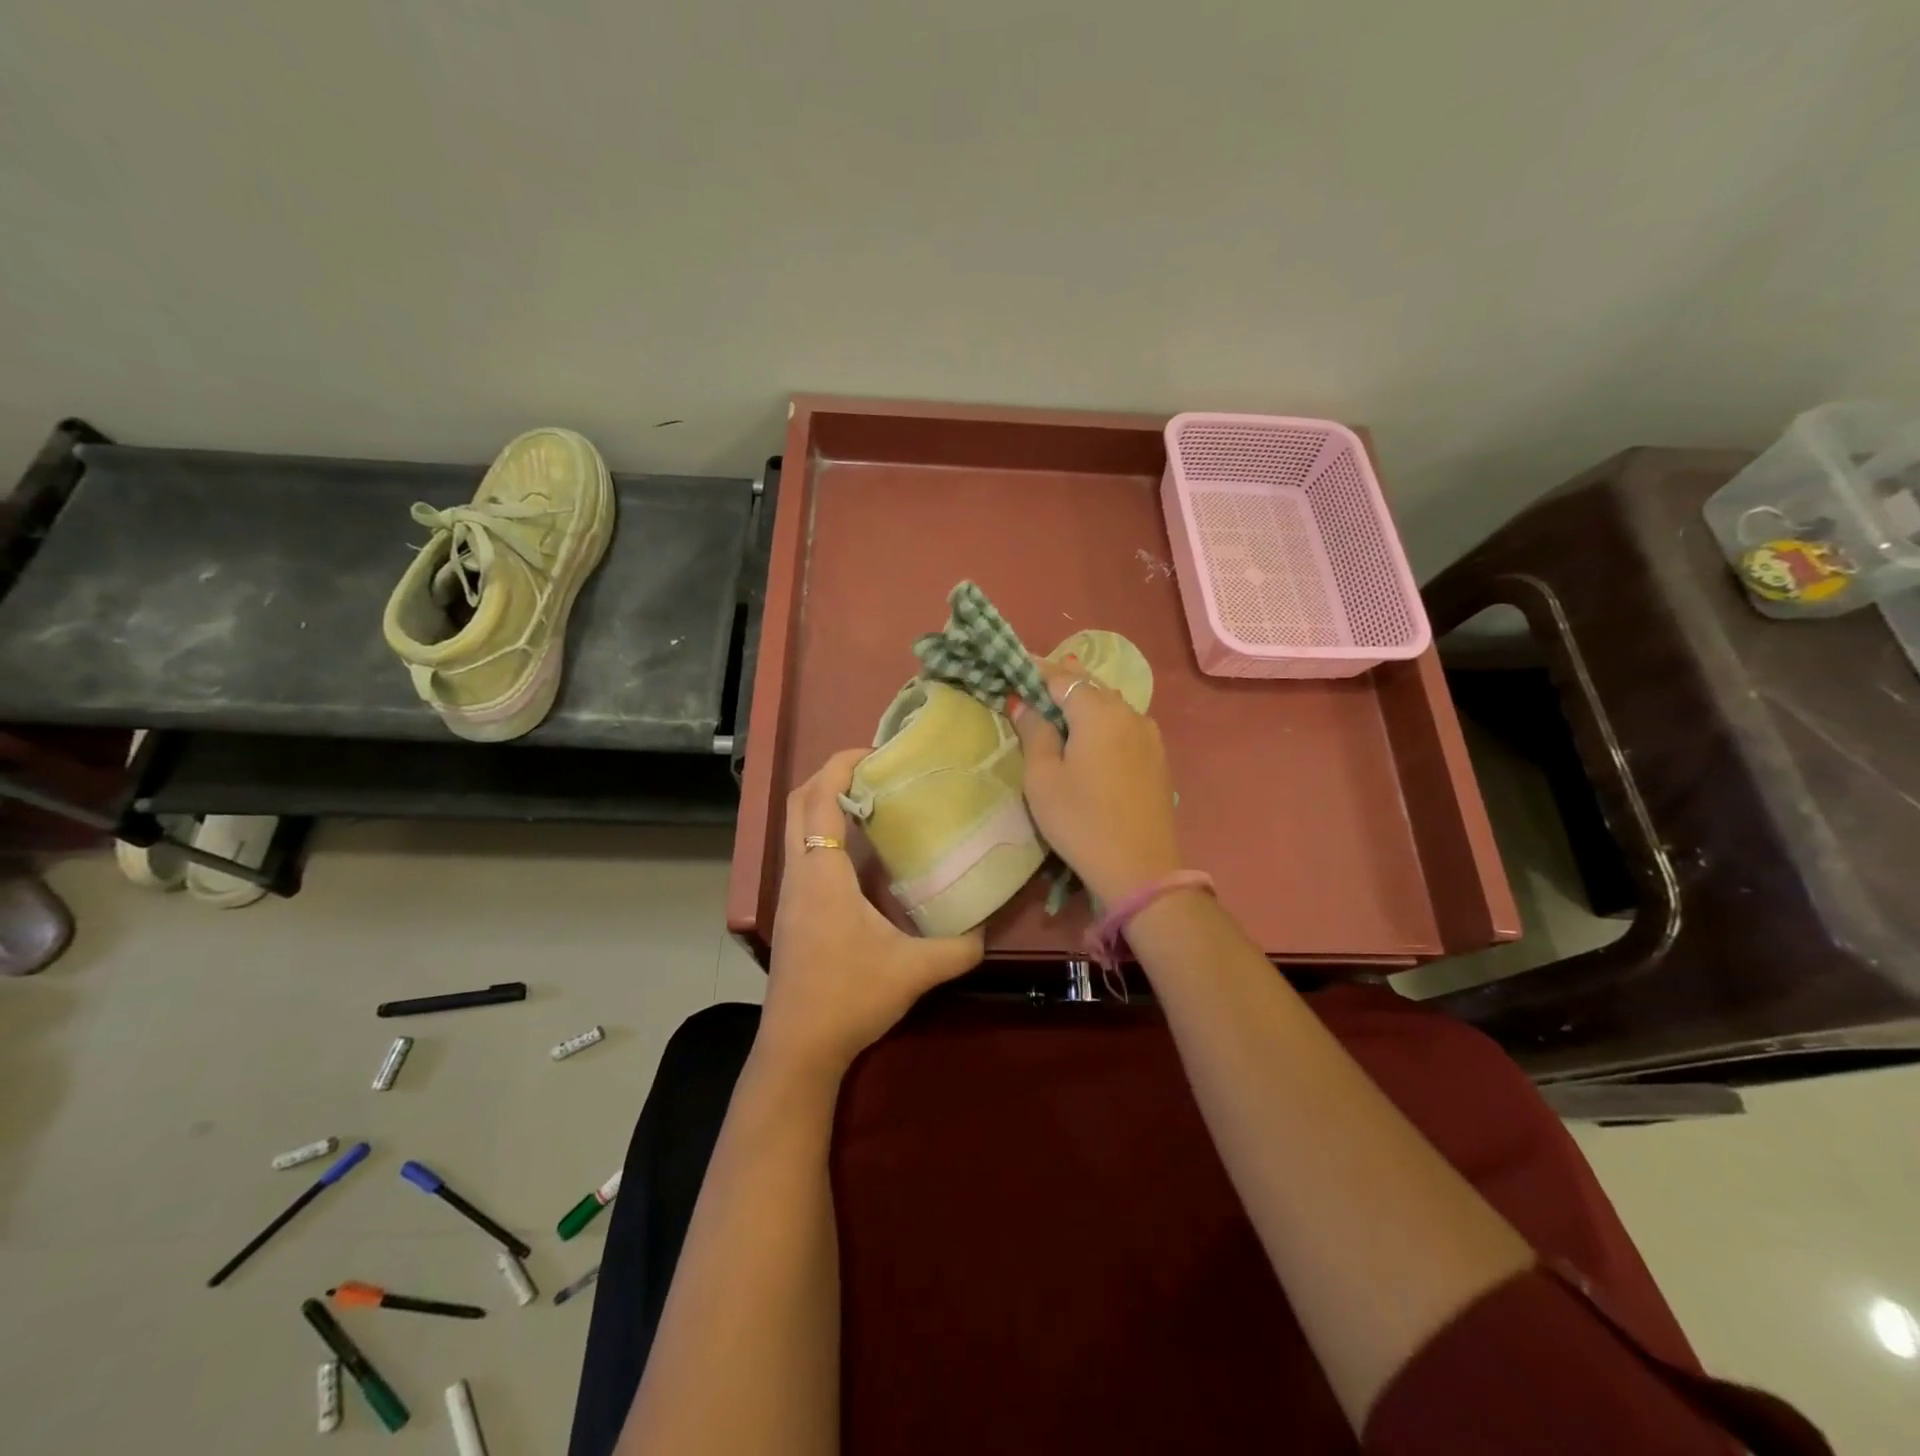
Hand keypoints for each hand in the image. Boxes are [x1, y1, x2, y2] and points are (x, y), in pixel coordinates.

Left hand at [758, 749, 985, 1078]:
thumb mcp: (913, 971)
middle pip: (797, 802)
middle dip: (830, 775)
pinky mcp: (791, 911)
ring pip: (795, 827)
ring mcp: (789, 892)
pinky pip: (801, 851)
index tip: (875, 752)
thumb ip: (958, 948)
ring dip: (824, 803)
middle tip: (875, 771)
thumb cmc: (848, 998)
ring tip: (872, 801)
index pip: (819, 798)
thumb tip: (987, 930)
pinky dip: (823, 832)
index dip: (841, 765)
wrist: (798, 1048)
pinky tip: (860, 853)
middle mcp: (798, 872)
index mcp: (822, 873)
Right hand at [1011, 659, 1183, 903]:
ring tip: (1059, 704)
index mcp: (1097, 711)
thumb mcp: (1043, 778)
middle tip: (1033, 683)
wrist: (1140, 868)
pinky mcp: (1157, 755)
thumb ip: (1034, 732)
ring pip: (1110, 702)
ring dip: (1084, 699)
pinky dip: (1103, 718)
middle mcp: (1128, 711)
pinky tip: (1091, 732)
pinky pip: (1124, 722)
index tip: (1013, 671)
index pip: (1061, 677)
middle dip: (1061, 680)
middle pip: (1089, 684)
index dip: (1035, 672)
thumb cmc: (1081, 821)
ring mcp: (1148, 733)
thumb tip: (1024, 703)